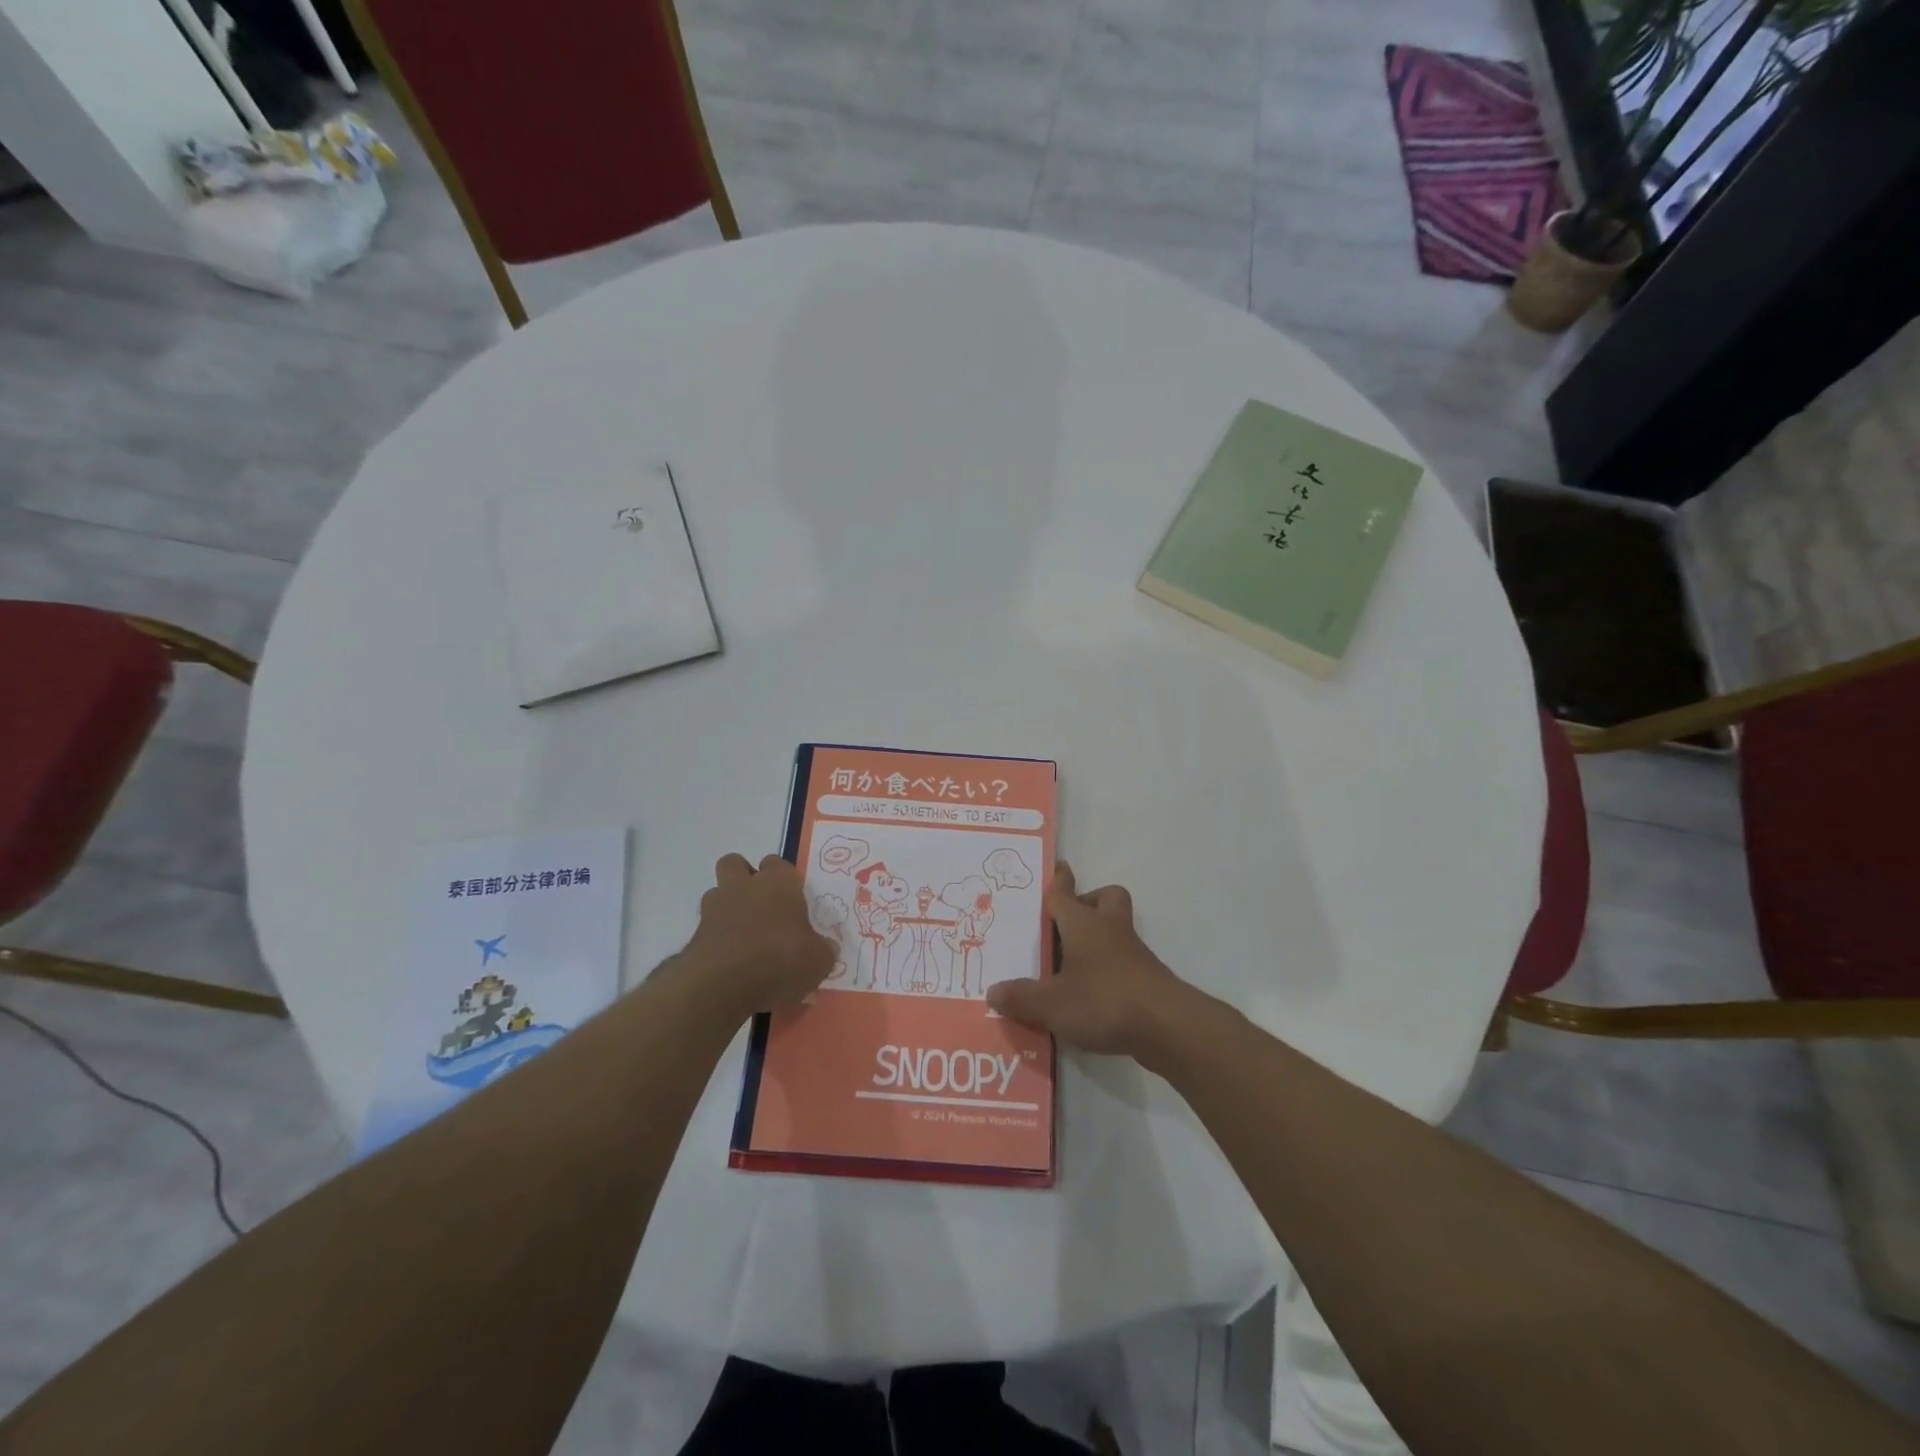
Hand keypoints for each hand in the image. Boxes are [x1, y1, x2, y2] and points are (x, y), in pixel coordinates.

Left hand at [682, 854, 836, 1019]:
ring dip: (727, 907)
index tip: (791, 899)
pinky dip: (717, 938)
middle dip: (744, 878)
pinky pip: (707, 927)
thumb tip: (826, 948)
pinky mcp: (695, 934)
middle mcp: (745, 886)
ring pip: (717, 892)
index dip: (784, 879)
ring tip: (743, 935)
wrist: (723, 983)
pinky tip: (731, 960)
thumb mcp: (818, 961)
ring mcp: (715, 908)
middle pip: (736, 863)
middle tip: (760, 905)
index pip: (779, 864)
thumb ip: (822, 950)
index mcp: (779, 884)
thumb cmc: (780, 959)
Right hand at [987, 862, 1189, 1061]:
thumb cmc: (1104, 1000)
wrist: (1167, 1026)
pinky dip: (1107, 969)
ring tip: (1070, 966)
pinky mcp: (1147, 978)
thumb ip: (1021, 998)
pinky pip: (1123, 960)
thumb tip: (993, 992)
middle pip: (1105, 899)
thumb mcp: (1051, 1005)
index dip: (1057, 881)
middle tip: (1064, 926)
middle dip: (1087, 904)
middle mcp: (1109, 929)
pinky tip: (1090, 995)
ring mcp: (1133, 952)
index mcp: (1083, 923)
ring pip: (1115, 929)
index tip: (1057, 867)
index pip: (1064, 893)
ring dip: (1097, 939)